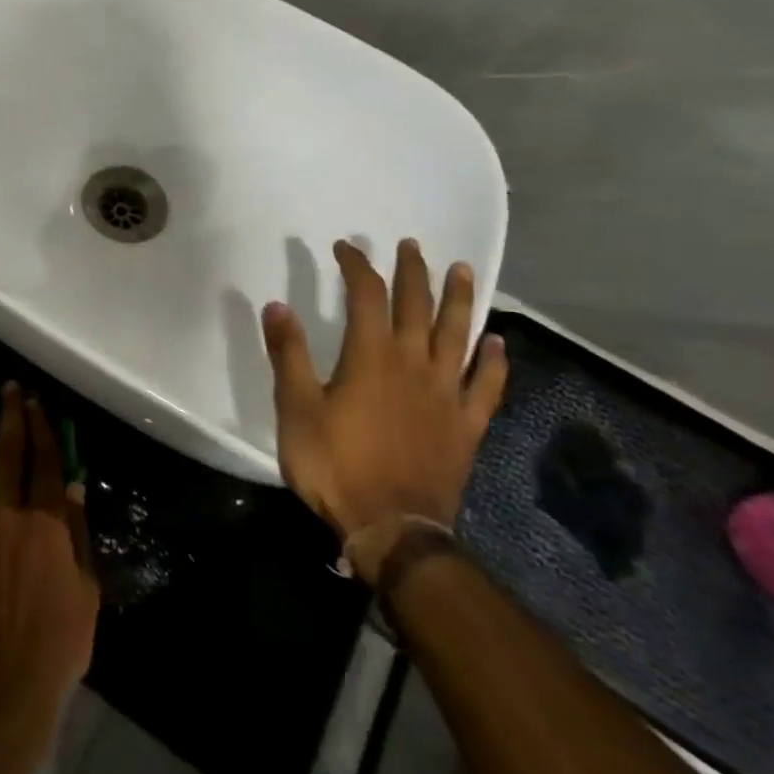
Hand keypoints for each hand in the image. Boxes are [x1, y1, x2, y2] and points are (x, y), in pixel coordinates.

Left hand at [0, 384, 98, 722]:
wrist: (5, 684)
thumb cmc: (58, 641)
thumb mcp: (87, 589)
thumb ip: (78, 531)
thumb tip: (73, 482)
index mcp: (48, 524)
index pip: (45, 462)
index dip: (41, 428)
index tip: (36, 401)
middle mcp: (10, 515)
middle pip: (9, 454)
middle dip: (10, 416)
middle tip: (8, 387)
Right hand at [261, 239, 507, 577]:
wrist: (391, 528)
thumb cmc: (335, 464)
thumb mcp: (296, 408)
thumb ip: (289, 354)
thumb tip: (276, 305)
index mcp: (371, 357)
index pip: (367, 294)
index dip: (357, 265)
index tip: (345, 247)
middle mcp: (414, 364)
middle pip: (417, 305)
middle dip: (412, 271)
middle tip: (410, 246)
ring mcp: (446, 394)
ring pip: (458, 335)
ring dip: (460, 300)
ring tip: (461, 270)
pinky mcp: (466, 425)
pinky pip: (485, 386)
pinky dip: (493, 362)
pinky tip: (497, 344)